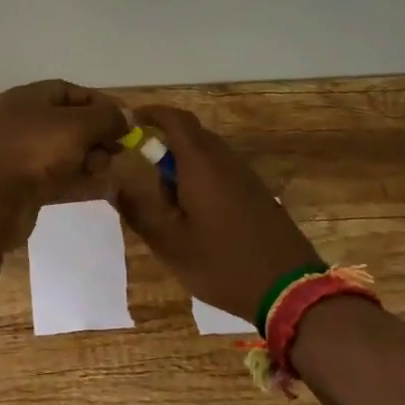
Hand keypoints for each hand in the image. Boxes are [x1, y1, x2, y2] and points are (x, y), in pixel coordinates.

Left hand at [0, 80, 127, 208]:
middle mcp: (22, 120)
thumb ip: (106, 118)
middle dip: (97, 134)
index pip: (71, 91)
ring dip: (89, 157)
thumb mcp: (77, 126)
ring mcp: (19, 153)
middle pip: (68, 121)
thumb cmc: (35, 151)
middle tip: (119, 150)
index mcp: (29, 98)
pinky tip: (95, 185)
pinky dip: (76, 177)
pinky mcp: (21, 183)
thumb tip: (127, 116)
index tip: (126, 121)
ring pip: (63, 149)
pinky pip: (55, 174)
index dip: (100, 104)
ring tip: (105, 169)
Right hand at [103, 105, 321, 324]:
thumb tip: (114, 182)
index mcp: (201, 164)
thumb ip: (138, 210)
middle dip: (164, 143)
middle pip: (191, 135)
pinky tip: (195, 213)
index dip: (150, 114)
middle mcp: (226, 160)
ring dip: (183, 164)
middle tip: (142, 170)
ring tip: (166, 199)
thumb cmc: (222, 263)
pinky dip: (201, 178)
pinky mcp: (258, 194)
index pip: (175, 119)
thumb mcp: (170, 243)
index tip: (129, 121)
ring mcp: (246, 177)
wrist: (290, 290)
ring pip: (207, 155)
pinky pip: (222, 171)